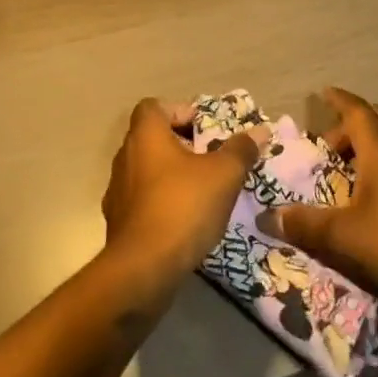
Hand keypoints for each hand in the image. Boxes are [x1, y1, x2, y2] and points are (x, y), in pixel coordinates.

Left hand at [101, 98, 266, 284]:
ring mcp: (117, 190)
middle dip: (181, 146)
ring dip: (171, 176)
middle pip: (152, 138)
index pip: (154, 106)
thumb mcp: (223, 175)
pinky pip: (142, 201)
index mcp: (145, 135)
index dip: (180, 111)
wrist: (143, 269)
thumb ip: (241, 150)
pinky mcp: (118, 222)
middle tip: (211, 161)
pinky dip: (161, 203)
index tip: (206, 131)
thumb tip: (260, 131)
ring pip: (147, 171)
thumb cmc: (183, 207)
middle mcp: (125, 156)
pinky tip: (184, 222)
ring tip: (202, 193)